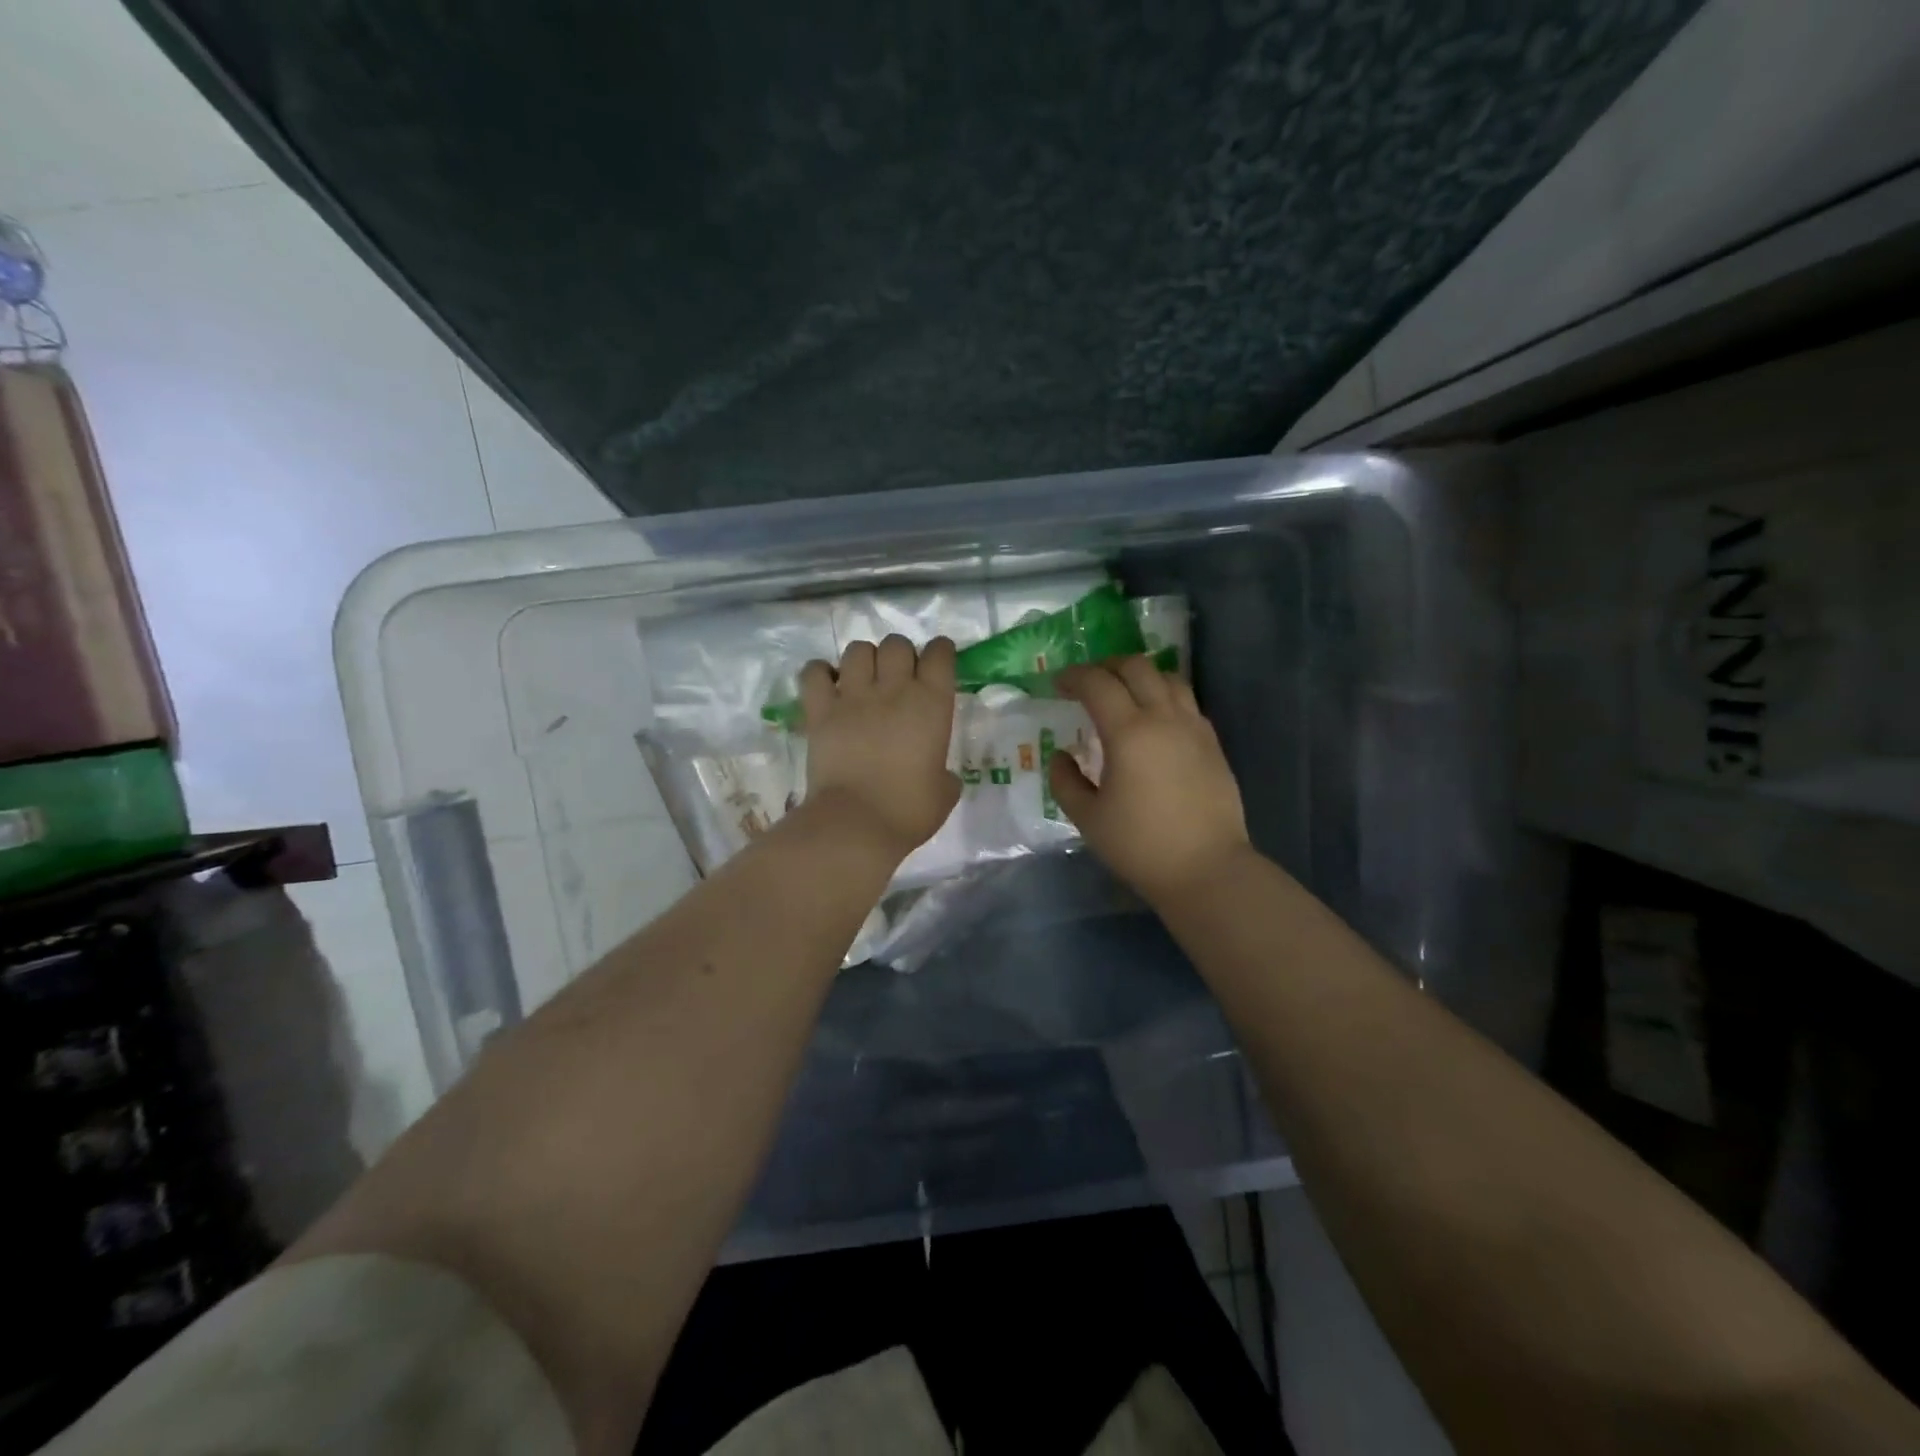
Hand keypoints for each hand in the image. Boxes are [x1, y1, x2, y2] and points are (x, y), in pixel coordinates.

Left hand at [798, 635, 961, 862]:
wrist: (857, 823)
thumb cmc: (908, 810)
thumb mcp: (945, 793)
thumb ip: (945, 774)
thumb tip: (939, 774)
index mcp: (931, 704)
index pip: (939, 654)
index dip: (940, 652)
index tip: (938, 662)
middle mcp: (894, 689)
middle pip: (896, 644)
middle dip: (899, 654)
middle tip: (898, 677)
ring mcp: (853, 697)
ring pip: (858, 650)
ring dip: (863, 659)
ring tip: (862, 680)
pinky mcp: (820, 710)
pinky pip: (815, 673)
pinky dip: (820, 673)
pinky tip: (827, 685)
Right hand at [1049, 656, 1250, 904]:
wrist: (1206, 869)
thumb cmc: (1140, 846)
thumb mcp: (1088, 818)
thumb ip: (1066, 781)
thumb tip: (1062, 756)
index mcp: (1129, 732)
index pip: (1097, 683)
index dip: (1073, 677)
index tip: (1057, 684)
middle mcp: (1164, 718)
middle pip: (1136, 667)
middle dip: (1106, 666)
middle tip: (1087, 683)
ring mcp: (1194, 727)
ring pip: (1168, 678)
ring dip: (1139, 676)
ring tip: (1122, 694)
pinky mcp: (1212, 743)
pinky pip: (1186, 702)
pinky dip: (1164, 696)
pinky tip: (1154, 720)